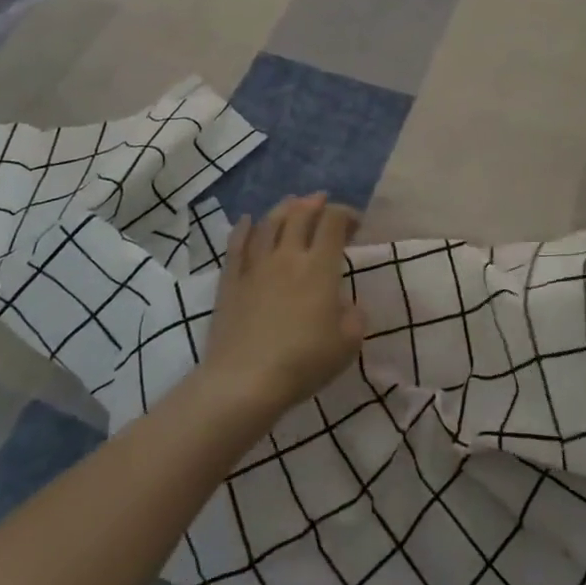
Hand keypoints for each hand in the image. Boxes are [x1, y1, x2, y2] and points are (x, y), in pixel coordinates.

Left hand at [202, 193, 363, 418]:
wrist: (245, 382)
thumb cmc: (303, 362)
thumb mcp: (347, 344)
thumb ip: (354, 317)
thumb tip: (347, 306)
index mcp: (319, 267)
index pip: (333, 222)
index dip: (346, 213)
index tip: (355, 224)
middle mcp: (288, 256)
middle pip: (300, 214)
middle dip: (314, 203)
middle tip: (322, 202)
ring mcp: (255, 266)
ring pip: (268, 223)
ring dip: (283, 209)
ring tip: (291, 203)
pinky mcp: (230, 282)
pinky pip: (236, 245)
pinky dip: (243, 228)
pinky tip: (247, 221)